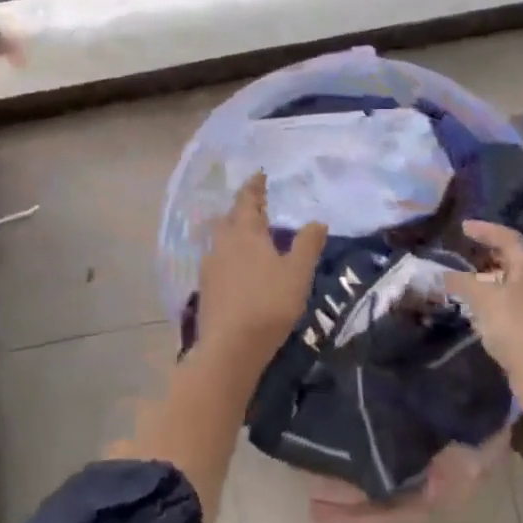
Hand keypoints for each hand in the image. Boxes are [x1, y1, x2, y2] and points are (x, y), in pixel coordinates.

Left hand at [197, 173, 327, 360]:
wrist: (230, 348)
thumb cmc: (269, 303)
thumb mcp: (297, 273)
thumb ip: (308, 244)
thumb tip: (317, 220)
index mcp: (245, 232)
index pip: (247, 200)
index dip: (254, 187)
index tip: (259, 175)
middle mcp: (222, 243)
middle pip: (230, 218)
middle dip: (242, 209)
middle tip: (256, 206)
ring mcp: (210, 267)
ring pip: (221, 240)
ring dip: (234, 233)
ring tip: (250, 237)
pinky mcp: (205, 289)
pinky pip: (218, 261)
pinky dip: (230, 256)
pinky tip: (238, 269)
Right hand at [443, 220, 522, 378]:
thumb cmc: (515, 323)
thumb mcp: (482, 297)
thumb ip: (462, 282)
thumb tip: (444, 274)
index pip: (508, 238)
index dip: (485, 230)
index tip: (464, 227)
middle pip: (515, 260)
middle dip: (491, 255)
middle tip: (469, 251)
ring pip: (515, 285)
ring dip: (492, 281)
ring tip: (469, 283)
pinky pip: (515, 306)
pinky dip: (497, 302)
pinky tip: (481, 312)